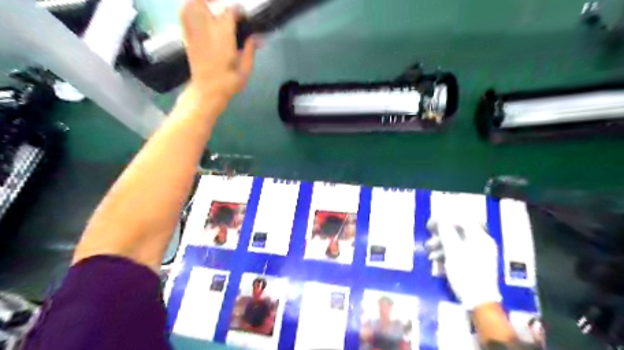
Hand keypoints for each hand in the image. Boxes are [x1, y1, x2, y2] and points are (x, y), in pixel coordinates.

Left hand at [179, 0, 256, 104]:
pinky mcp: (187, 37)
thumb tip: (256, 37)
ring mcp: (194, 31)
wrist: (207, 91)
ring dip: (201, 3)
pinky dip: (189, 10)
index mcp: (223, 35)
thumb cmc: (229, 82)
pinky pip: (184, 16)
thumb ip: (250, 50)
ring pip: (191, 6)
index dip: (238, 11)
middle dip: (216, 1)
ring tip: (211, 5)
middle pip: (205, 3)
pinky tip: (197, 13)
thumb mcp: (245, 69)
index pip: (231, 12)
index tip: (243, 15)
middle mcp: (206, 28)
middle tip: (225, 7)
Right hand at [424, 217, 500, 309]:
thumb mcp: (453, 251)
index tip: (430, 225)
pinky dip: (447, 256)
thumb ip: (446, 232)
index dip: (444, 220)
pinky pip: (459, 254)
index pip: (461, 221)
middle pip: (458, 233)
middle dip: (440, 237)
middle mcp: (481, 244)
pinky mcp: (474, 265)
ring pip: (456, 244)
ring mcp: (479, 255)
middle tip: (428, 243)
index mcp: (480, 238)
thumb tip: (439, 219)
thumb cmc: (466, 273)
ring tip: (430, 255)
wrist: (479, 302)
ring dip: (441, 247)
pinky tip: (437, 264)